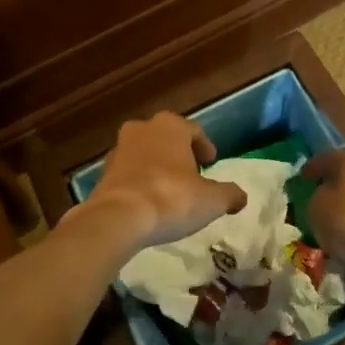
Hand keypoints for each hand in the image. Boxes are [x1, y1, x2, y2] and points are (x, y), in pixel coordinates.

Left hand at [76, 113, 246, 251]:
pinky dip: (139, 181)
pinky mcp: (103, 172)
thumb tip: (240, 197)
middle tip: (191, 174)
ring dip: (157, 166)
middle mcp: (143, 129)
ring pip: (145, 153)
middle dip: (179, 153)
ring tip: (169, 189)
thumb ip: (229, 195)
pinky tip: (148, 201)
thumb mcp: (212, 200)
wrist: (118, 218)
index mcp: (171, 126)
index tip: (211, 163)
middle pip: (167, 138)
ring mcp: (119, 149)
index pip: (194, 131)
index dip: (205, 147)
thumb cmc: (172, 198)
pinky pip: (129, 172)